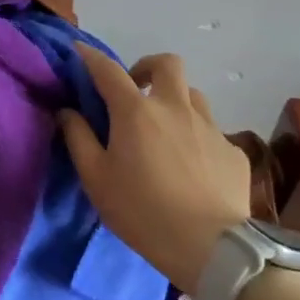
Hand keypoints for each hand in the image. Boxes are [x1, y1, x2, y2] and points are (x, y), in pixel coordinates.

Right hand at [59, 47, 253, 290]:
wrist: (210, 247)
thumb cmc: (142, 211)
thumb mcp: (96, 179)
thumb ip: (78, 139)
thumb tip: (67, 111)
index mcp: (136, 111)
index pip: (108, 70)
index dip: (91, 57)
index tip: (79, 52)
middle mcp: (174, 107)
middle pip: (166, 63)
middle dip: (147, 67)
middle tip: (135, 90)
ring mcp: (209, 127)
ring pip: (192, 95)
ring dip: (174, 101)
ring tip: (164, 129)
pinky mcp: (232, 151)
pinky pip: (211, 131)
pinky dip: (195, 137)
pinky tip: (191, 166)